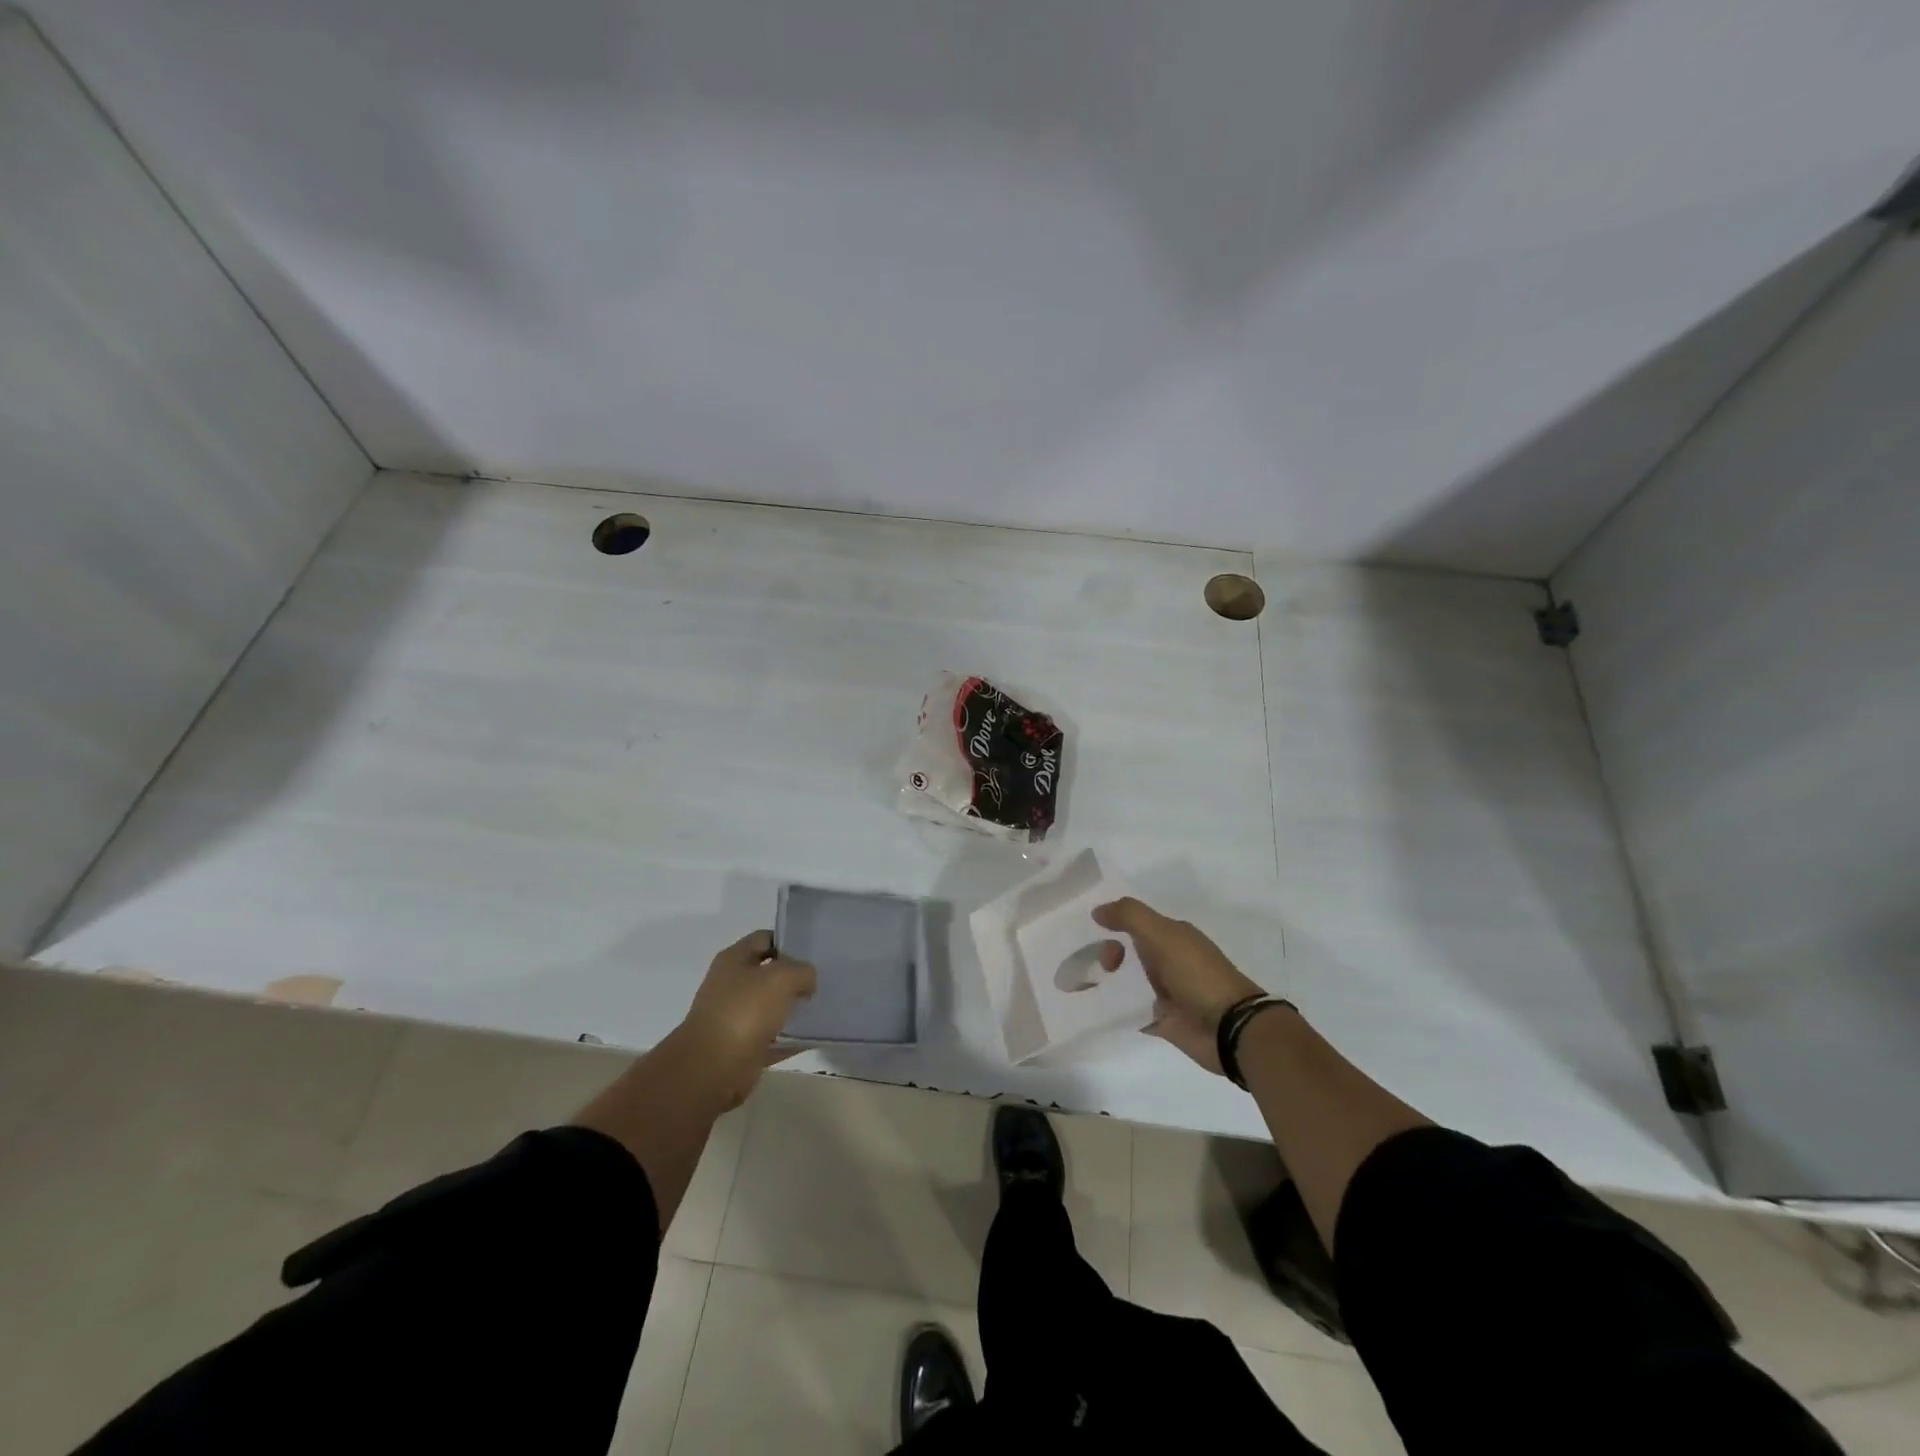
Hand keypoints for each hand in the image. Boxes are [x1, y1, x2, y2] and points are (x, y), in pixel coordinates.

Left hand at [675, 930, 816, 1107]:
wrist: (712, 1068)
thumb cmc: (744, 1011)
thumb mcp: (781, 977)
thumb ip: (802, 970)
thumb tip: (807, 981)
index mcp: (734, 959)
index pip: (765, 939)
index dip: (789, 942)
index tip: (814, 952)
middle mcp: (732, 985)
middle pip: (769, 974)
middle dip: (795, 977)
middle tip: (822, 981)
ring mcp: (735, 1017)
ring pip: (772, 1007)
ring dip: (794, 1009)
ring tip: (822, 1008)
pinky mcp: (743, 1047)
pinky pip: (774, 1038)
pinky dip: (791, 1038)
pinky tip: (813, 1037)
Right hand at [1092, 898, 1263, 1074]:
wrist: (1229, 1029)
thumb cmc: (1197, 975)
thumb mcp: (1163, 935)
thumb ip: (1130, 916)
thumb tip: (1097, 910)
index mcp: (1172, 936)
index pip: (1135, 922)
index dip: (1113, 924)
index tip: (1094, 933)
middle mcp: (1168, 960)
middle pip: (1127, 951)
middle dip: (1106, 954)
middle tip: (1101, 966)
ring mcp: (1164, 992)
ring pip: (1126, 980)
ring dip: (1105, 980)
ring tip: (1081, 986)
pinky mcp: (1160, 1020)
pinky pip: (1129, 1010)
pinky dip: (1112, 1008)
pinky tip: (1092, 1007)